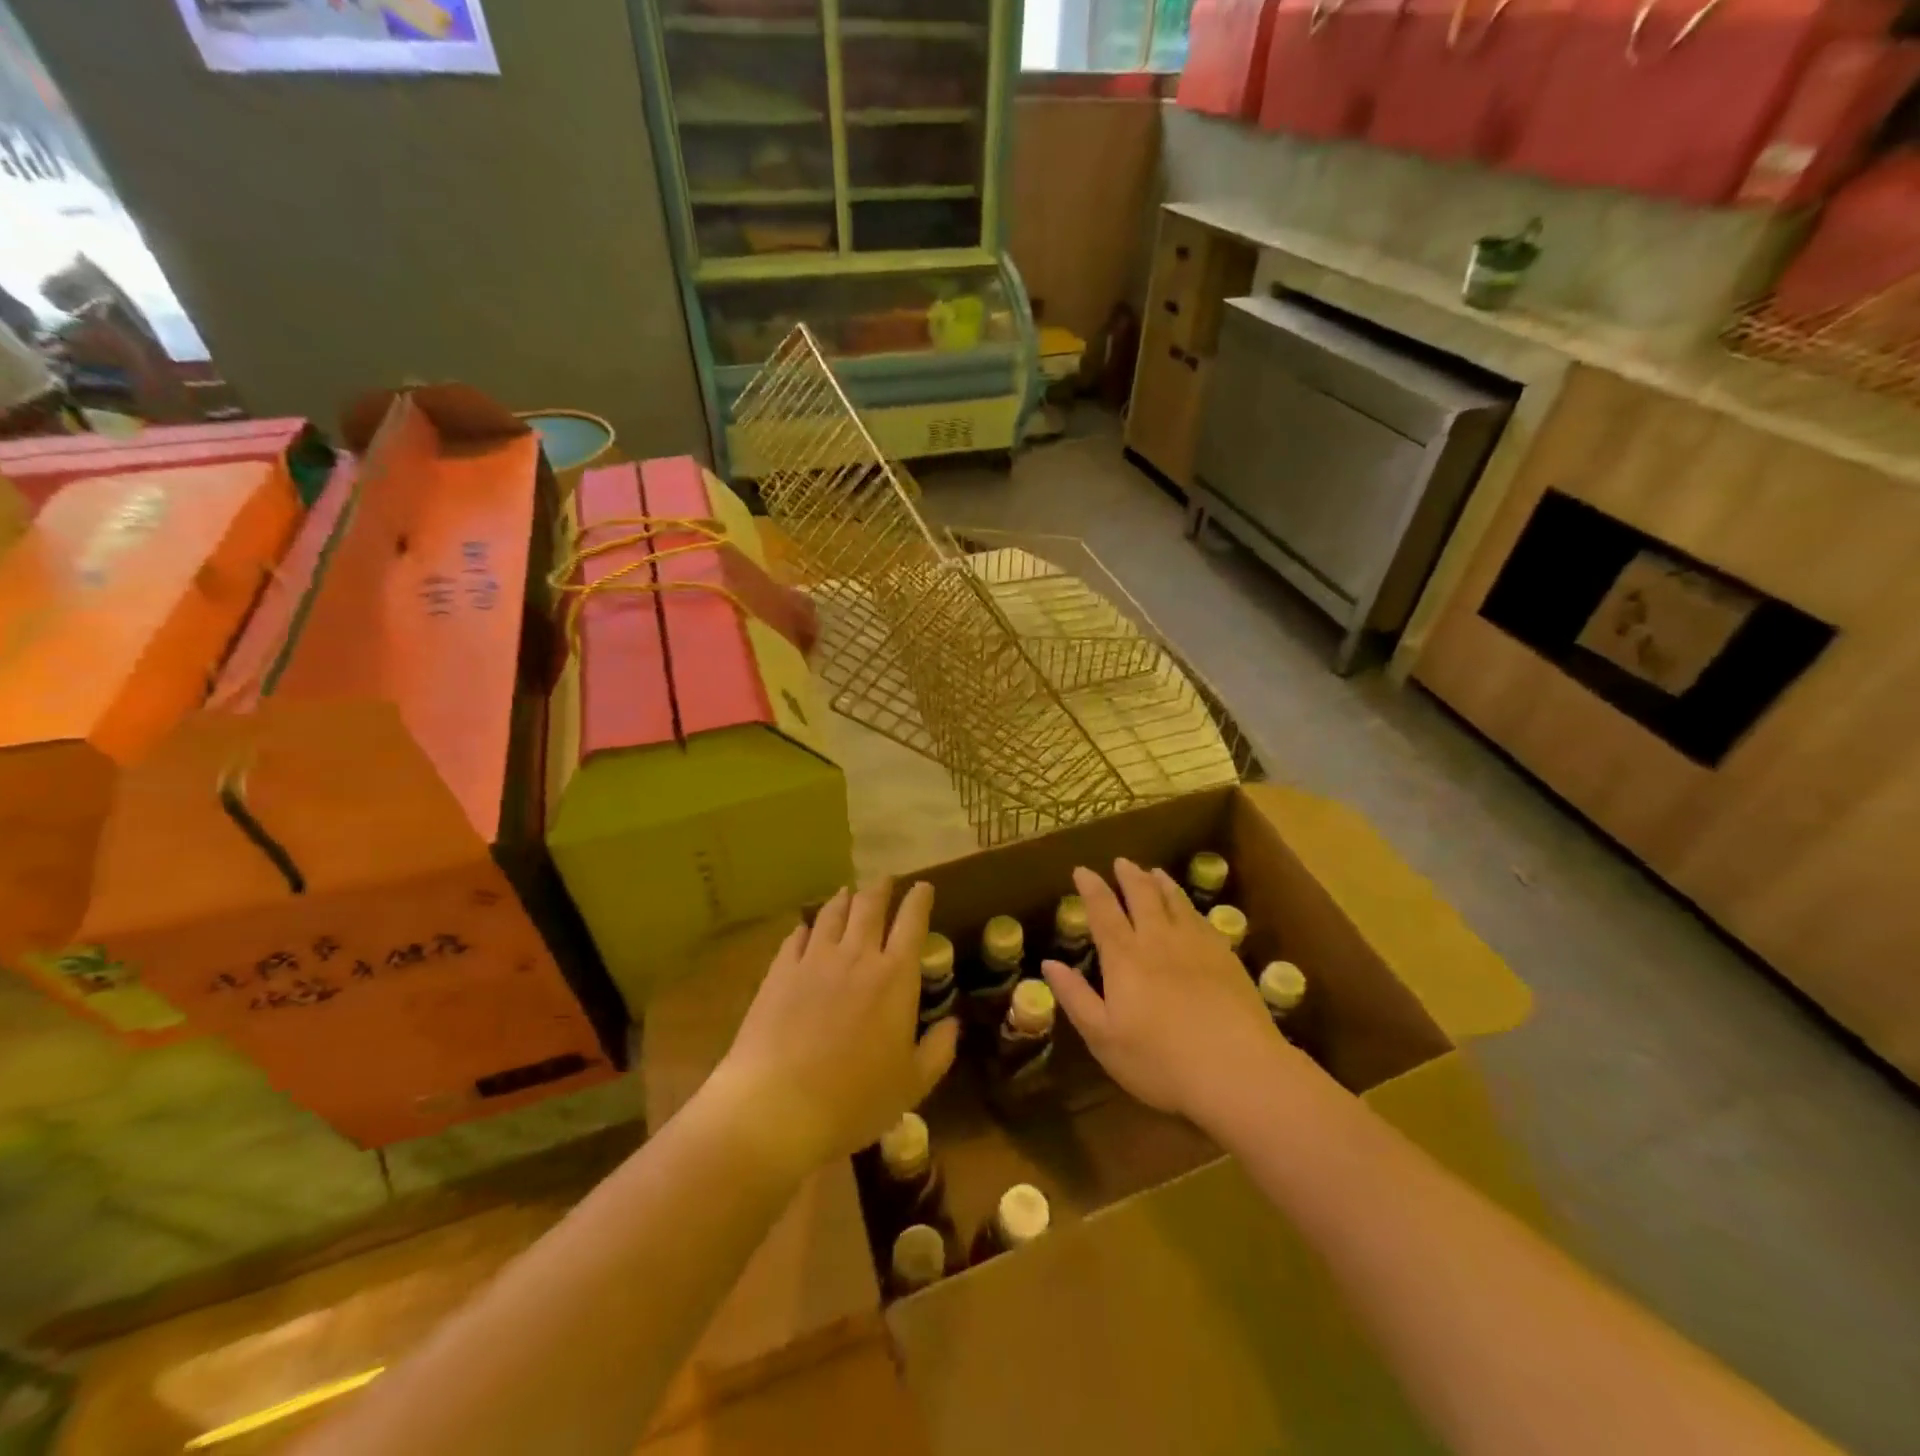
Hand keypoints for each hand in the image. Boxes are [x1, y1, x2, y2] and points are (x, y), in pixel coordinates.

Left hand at [708, 881, 958, 1176]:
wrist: (777, 1106)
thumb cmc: (854, 1099)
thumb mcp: (912, 1085)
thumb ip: (938, 1050)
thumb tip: (953, 1023)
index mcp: (895, 976)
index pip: (912, 922)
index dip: (919, 899)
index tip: (923, 887)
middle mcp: (857, 955)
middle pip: (870, 905)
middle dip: (881, 888)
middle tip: (885, 881)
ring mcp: (814, 959)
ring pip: (833, 913)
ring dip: (845, 899)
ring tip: (848, 893)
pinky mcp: (779, 971)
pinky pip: (797, 937)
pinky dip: (807, 927)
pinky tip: (807, 928)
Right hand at [1042, 859, 1287, 1127]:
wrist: (1238, 1071)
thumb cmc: (1161, 1061)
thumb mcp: (1104, 1037)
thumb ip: (1076, 997)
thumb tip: (1049, 962)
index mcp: (1124, 957)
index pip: (1103, 911)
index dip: (1091, 888)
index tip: (1082, 870)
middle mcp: (1158, 940)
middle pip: (1142, 896)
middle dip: (1128, 876)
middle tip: (1121, 862)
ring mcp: (1196, 945)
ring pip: (1175, 901)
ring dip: (1160, 883)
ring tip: (1153, 872)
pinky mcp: (1226, 957)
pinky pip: (1202, 919)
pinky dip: (1188, 905)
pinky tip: (1189, 908)